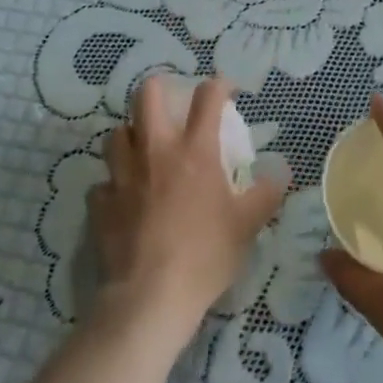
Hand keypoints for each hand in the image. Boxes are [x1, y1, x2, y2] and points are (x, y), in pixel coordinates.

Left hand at [89, 77, 284, 349]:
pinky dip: (112, 185)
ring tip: (143, 149)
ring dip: (130, 135)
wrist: (150, 298)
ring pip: (116, 134)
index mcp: (194, 150)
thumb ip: (266, 193)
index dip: (219, 85)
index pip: (207, 97)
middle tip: (172, 104)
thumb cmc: (205, 255)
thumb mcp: (248, 225)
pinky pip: (102, 183)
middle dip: (159, 88)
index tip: (228, 91)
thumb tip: (281, 172)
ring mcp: (122, 175)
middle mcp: (155, 151)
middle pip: (146, 95)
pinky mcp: (100, 204)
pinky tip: (122, 198)